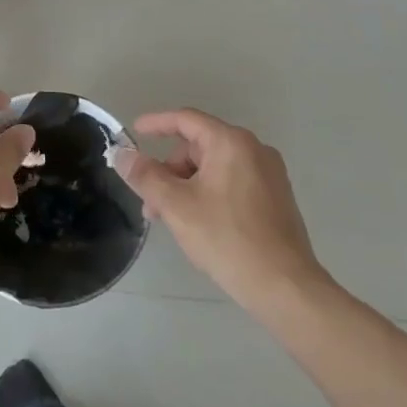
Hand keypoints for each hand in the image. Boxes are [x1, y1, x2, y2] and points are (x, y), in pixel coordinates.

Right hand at [115, 108, 335, 317]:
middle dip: (169, 169)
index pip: (186, 120)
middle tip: (150, 202)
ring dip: (186, 186)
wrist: (284, 286)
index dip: (156, 124)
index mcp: (231, 143)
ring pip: (214, 168)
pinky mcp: (276, 198)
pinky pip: (232, 182)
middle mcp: (254, 150)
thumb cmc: (227, 238)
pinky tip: (198, 224)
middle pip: (199, 146)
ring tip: (170, 219)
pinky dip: (208, 193)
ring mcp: (269, 174)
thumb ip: (145, 176)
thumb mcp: (176, 206)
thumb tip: (122, 154)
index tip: (134, 132)